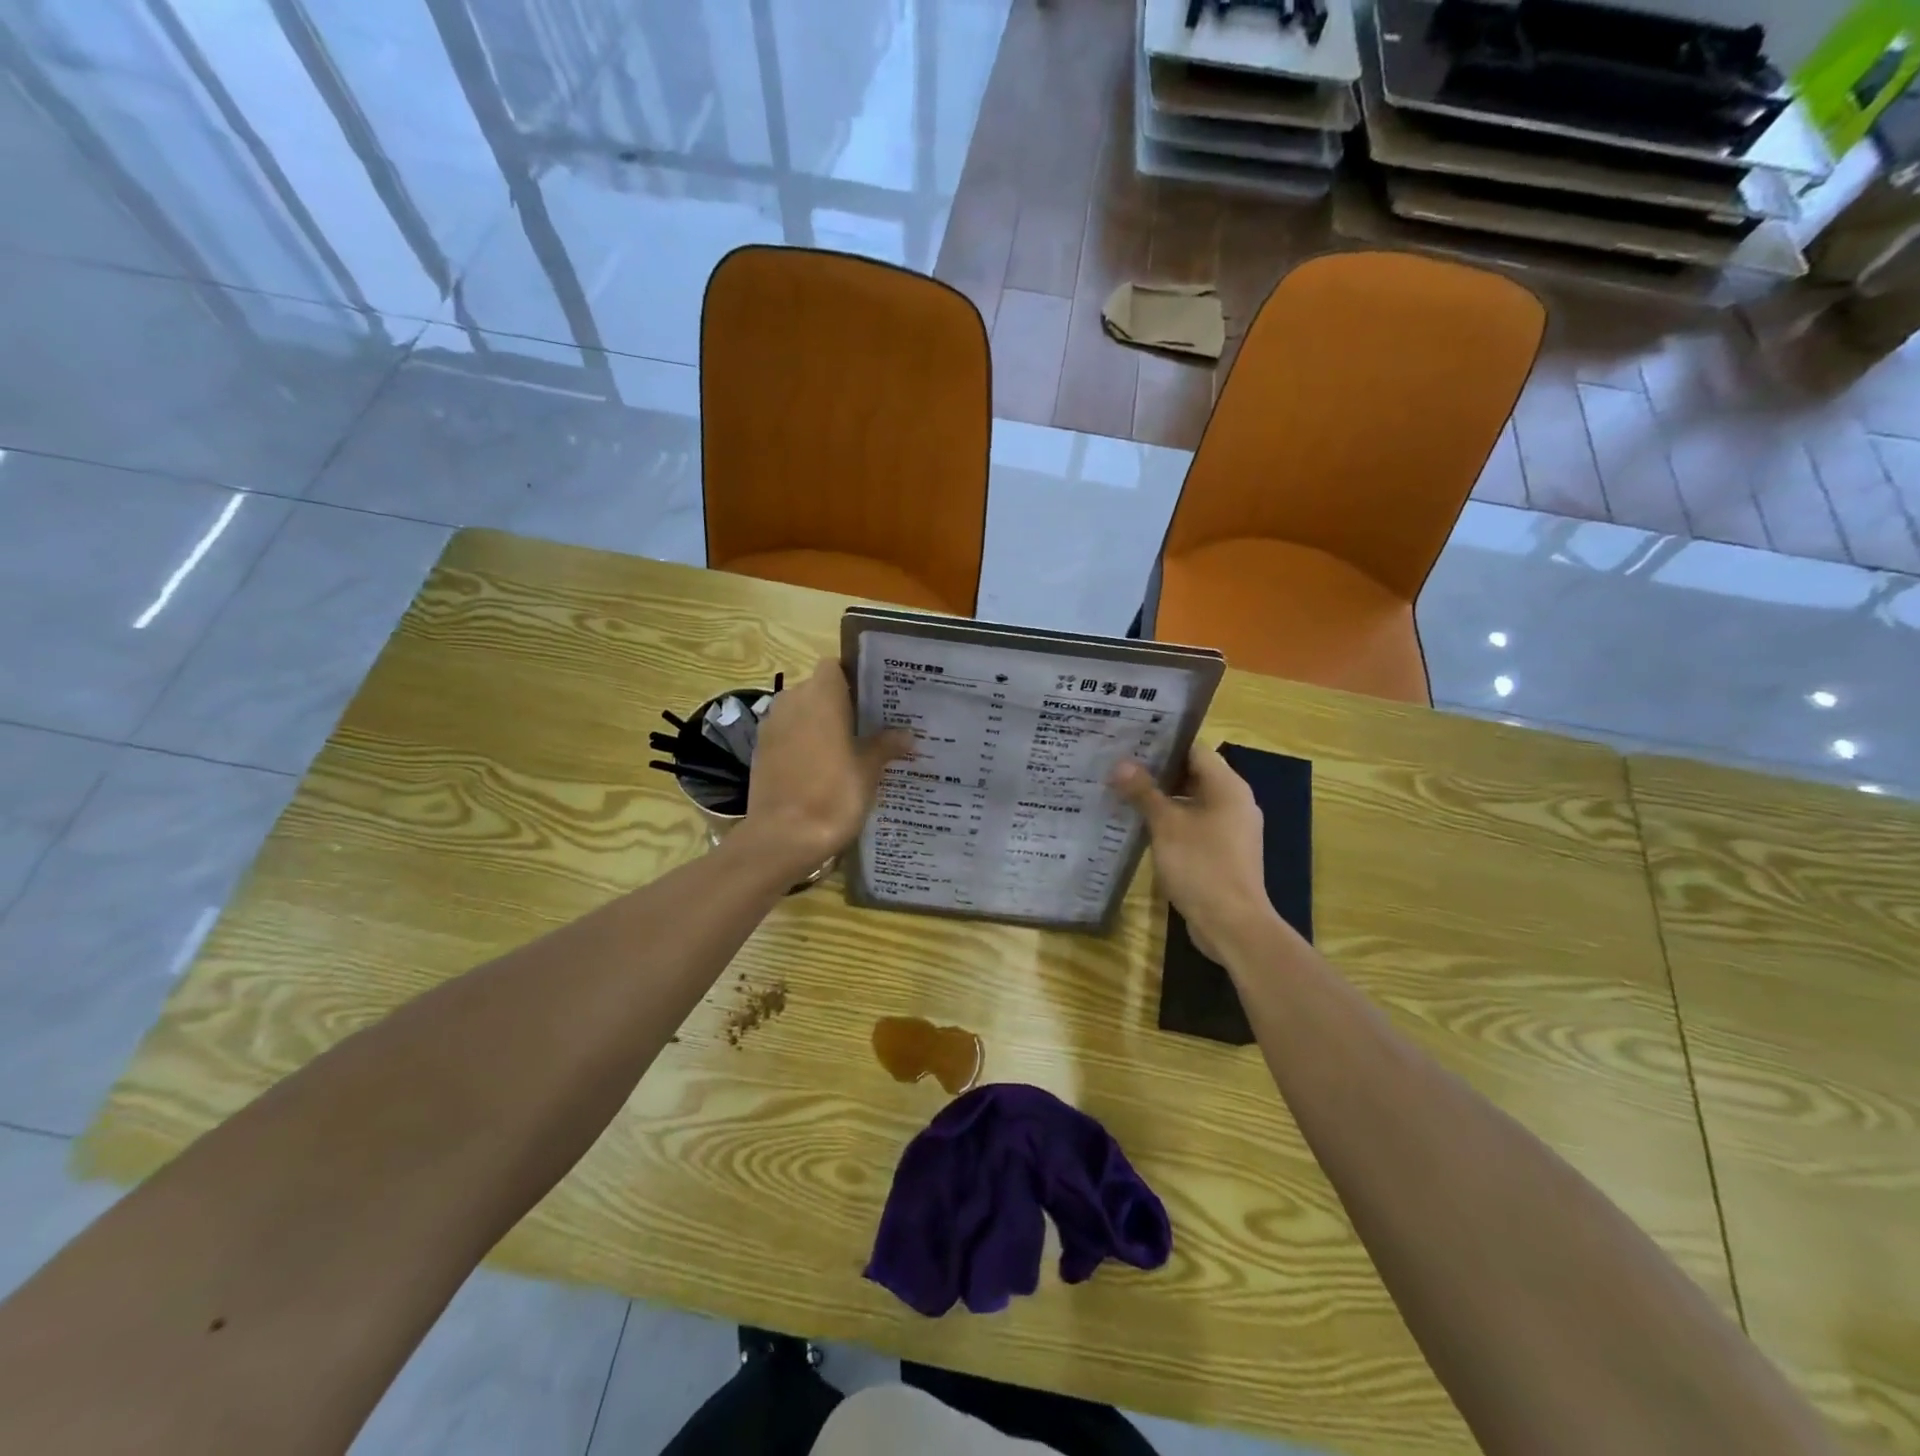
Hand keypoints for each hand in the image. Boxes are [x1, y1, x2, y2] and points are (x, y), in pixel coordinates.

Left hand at [740, 660, 911, 875]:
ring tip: (848, 747)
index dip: (853, 677)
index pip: (835, 666)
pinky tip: (822, 767)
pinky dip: (803, 742)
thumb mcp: (868, 771)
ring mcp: (772, 726)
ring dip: (820, 723)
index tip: (874, 697)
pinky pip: (788, 734)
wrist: (783, 837)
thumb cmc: (833, 795)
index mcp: (821, 697)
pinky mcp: (761, 750)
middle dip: (840, 703)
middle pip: (818, 688)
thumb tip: (906, 735)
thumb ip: (885, 746)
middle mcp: (792, 701)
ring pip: (801, 712)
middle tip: (869, 725)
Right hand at [1111, 746, 1278, 964]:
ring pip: (1192, 800)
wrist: (1232, 924)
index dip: (1162, 743)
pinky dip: (1171, 820)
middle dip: (1157, 771)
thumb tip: (1120, 764)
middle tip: (1119, 765)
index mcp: (1228, 787)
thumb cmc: (1201, 866)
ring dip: (1161, 797)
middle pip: (1193, 774)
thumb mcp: (1166, 825)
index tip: (1130, 740)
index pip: (1194, 749)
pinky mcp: (1223, 851)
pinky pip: (1194, 824)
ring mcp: (1230, 828)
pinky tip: (1141, 825)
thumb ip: (1143, 792)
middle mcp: (1234, 802)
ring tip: (1123, 791)